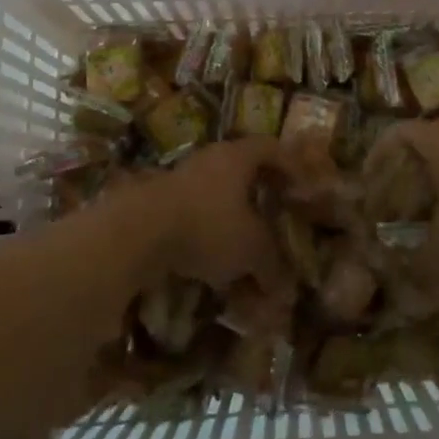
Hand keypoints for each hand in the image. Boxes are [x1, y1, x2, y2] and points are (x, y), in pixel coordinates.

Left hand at [105, 138, 284, 289]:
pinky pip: (193, 213)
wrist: (137, 232)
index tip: (301, 185)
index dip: (289, 165)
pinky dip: (207, 233)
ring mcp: (180, 178)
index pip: (270, 148)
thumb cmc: (208, 226)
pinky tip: (211, 261)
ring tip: (243, 248)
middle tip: (274, 213)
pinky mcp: (158, 202)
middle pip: (242, 169)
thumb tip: (285, 290)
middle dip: (260, 193)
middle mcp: (210, 160)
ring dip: (232, 217)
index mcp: (238, 157)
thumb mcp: (251, 249)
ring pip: (216, 194)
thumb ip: (272, 265)